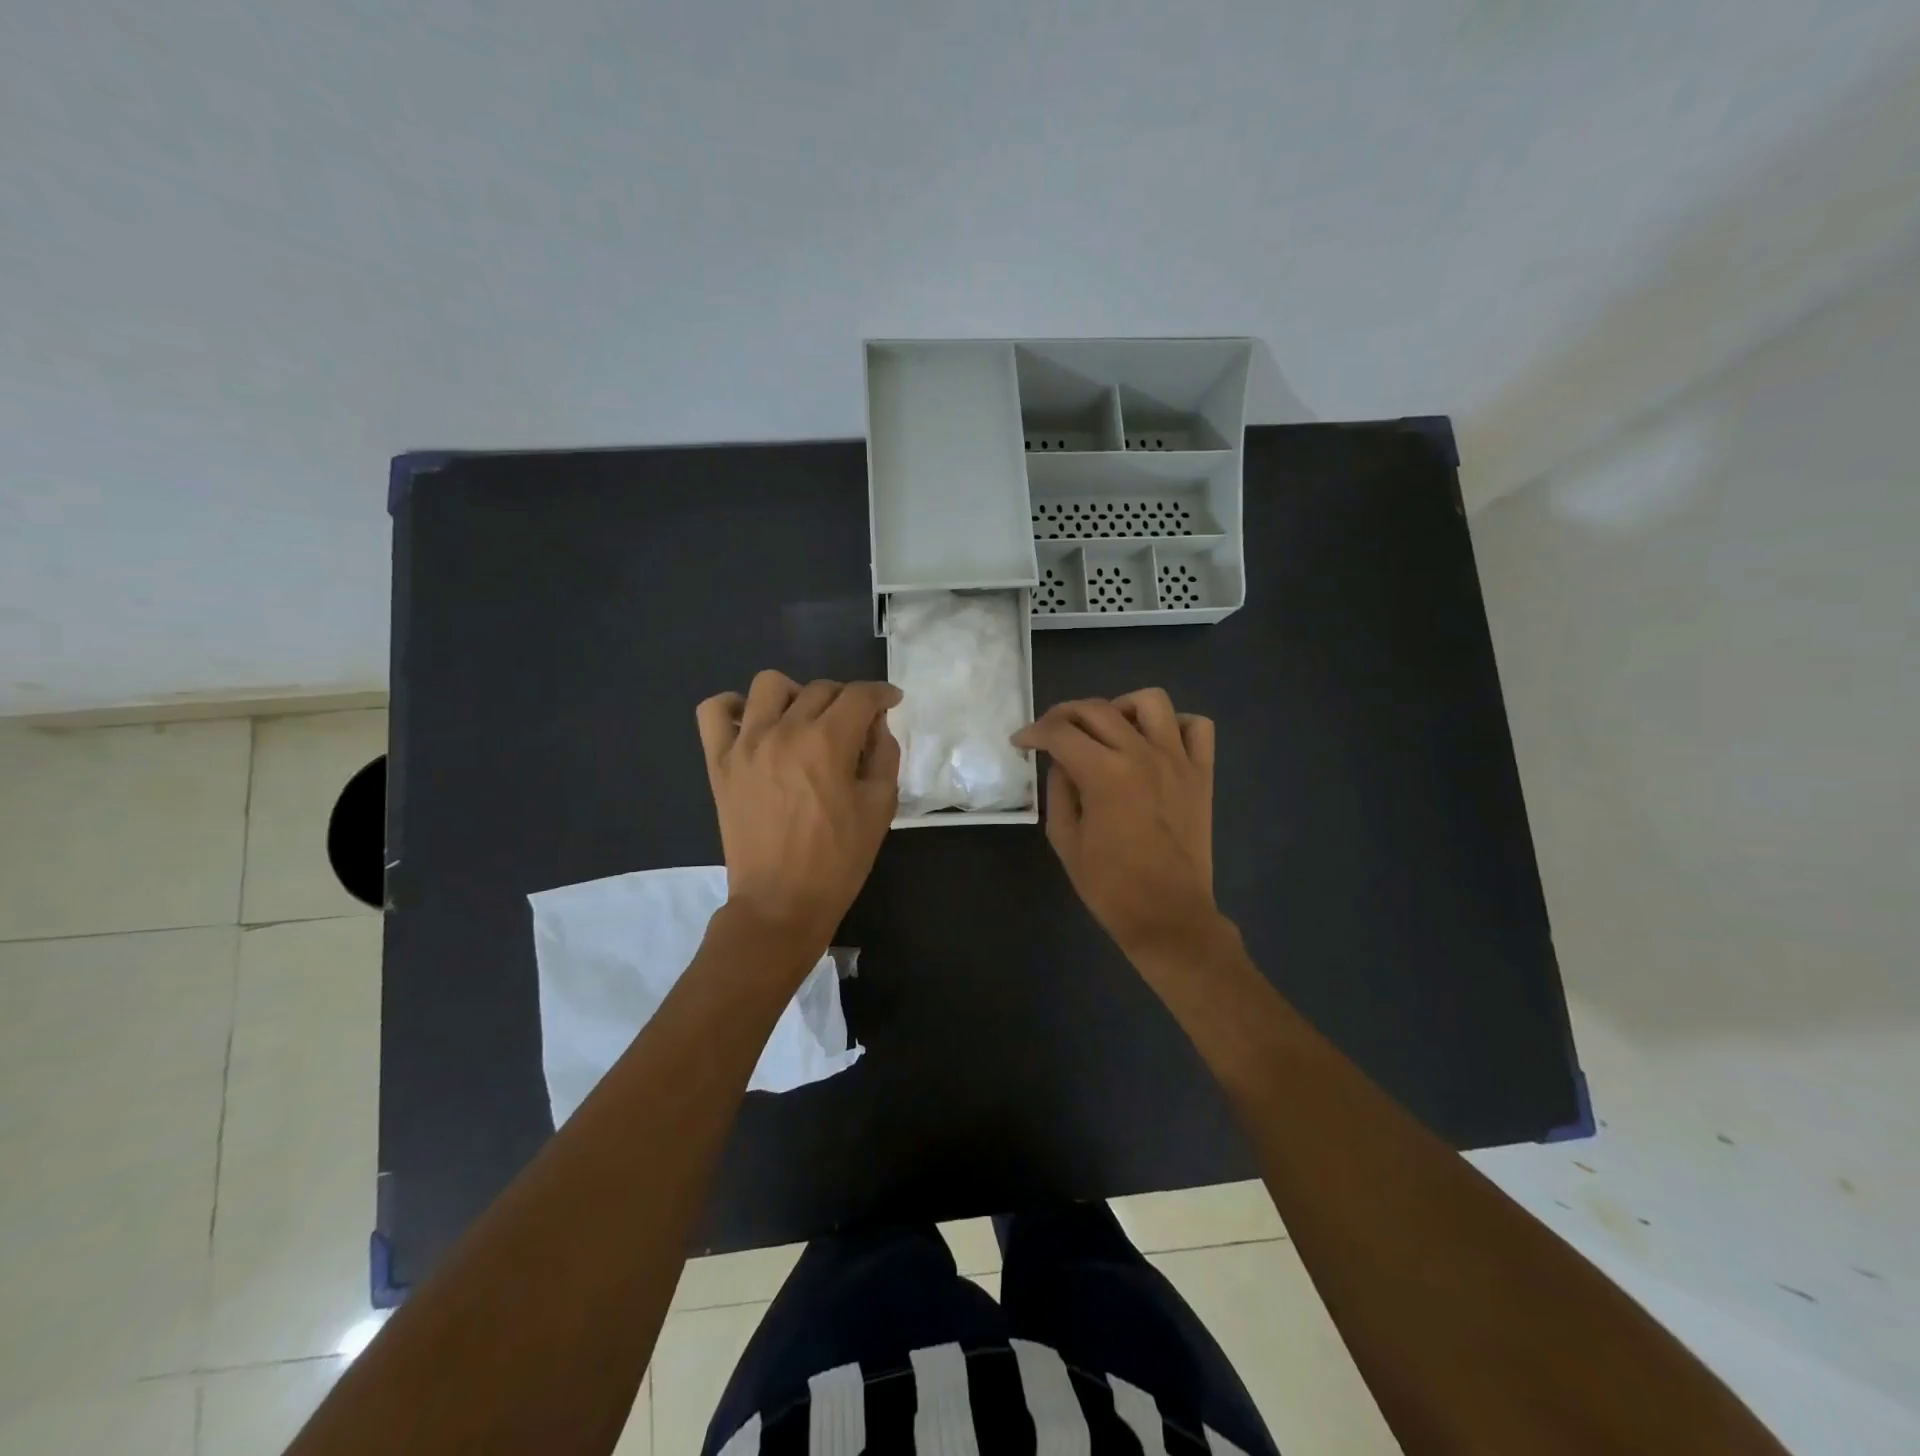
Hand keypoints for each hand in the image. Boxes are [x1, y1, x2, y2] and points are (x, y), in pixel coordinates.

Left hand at [695, 672, 901, 958]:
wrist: (781, 903)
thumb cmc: (838, 860)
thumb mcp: (880, 807)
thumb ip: (883, 755)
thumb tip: (875, 724)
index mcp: (828, 743)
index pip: (859, 695)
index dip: (882, 693)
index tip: (891, 702)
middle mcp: (784, 731)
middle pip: (819, 688)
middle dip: (846, 699)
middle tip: (854, 726)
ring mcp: (745, 744)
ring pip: (768, 685)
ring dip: (795, 694)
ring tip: (803, 721)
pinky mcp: (719, 762)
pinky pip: (714, 711)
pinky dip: (733, 708)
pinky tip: (753, 725)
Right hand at [1013, 688, 1219, 958]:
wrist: (1167, 915)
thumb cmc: (1109, 886)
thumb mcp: (1065, 840)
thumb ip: (1059, 791)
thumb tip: (1062, 763)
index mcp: (1104, 773)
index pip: (1059, 732)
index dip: (1033, 732)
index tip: (1021, 742)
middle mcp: (1141, 754)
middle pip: (1097, 708)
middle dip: (1064, 714)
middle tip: (1052, 733)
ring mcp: (1177, 760)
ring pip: (1150, 701)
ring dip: (1121, 707)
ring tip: (1109, 730)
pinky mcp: (1202, 774)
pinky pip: (1196, 727)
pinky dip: (1174, 725)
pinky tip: (1155, 743)